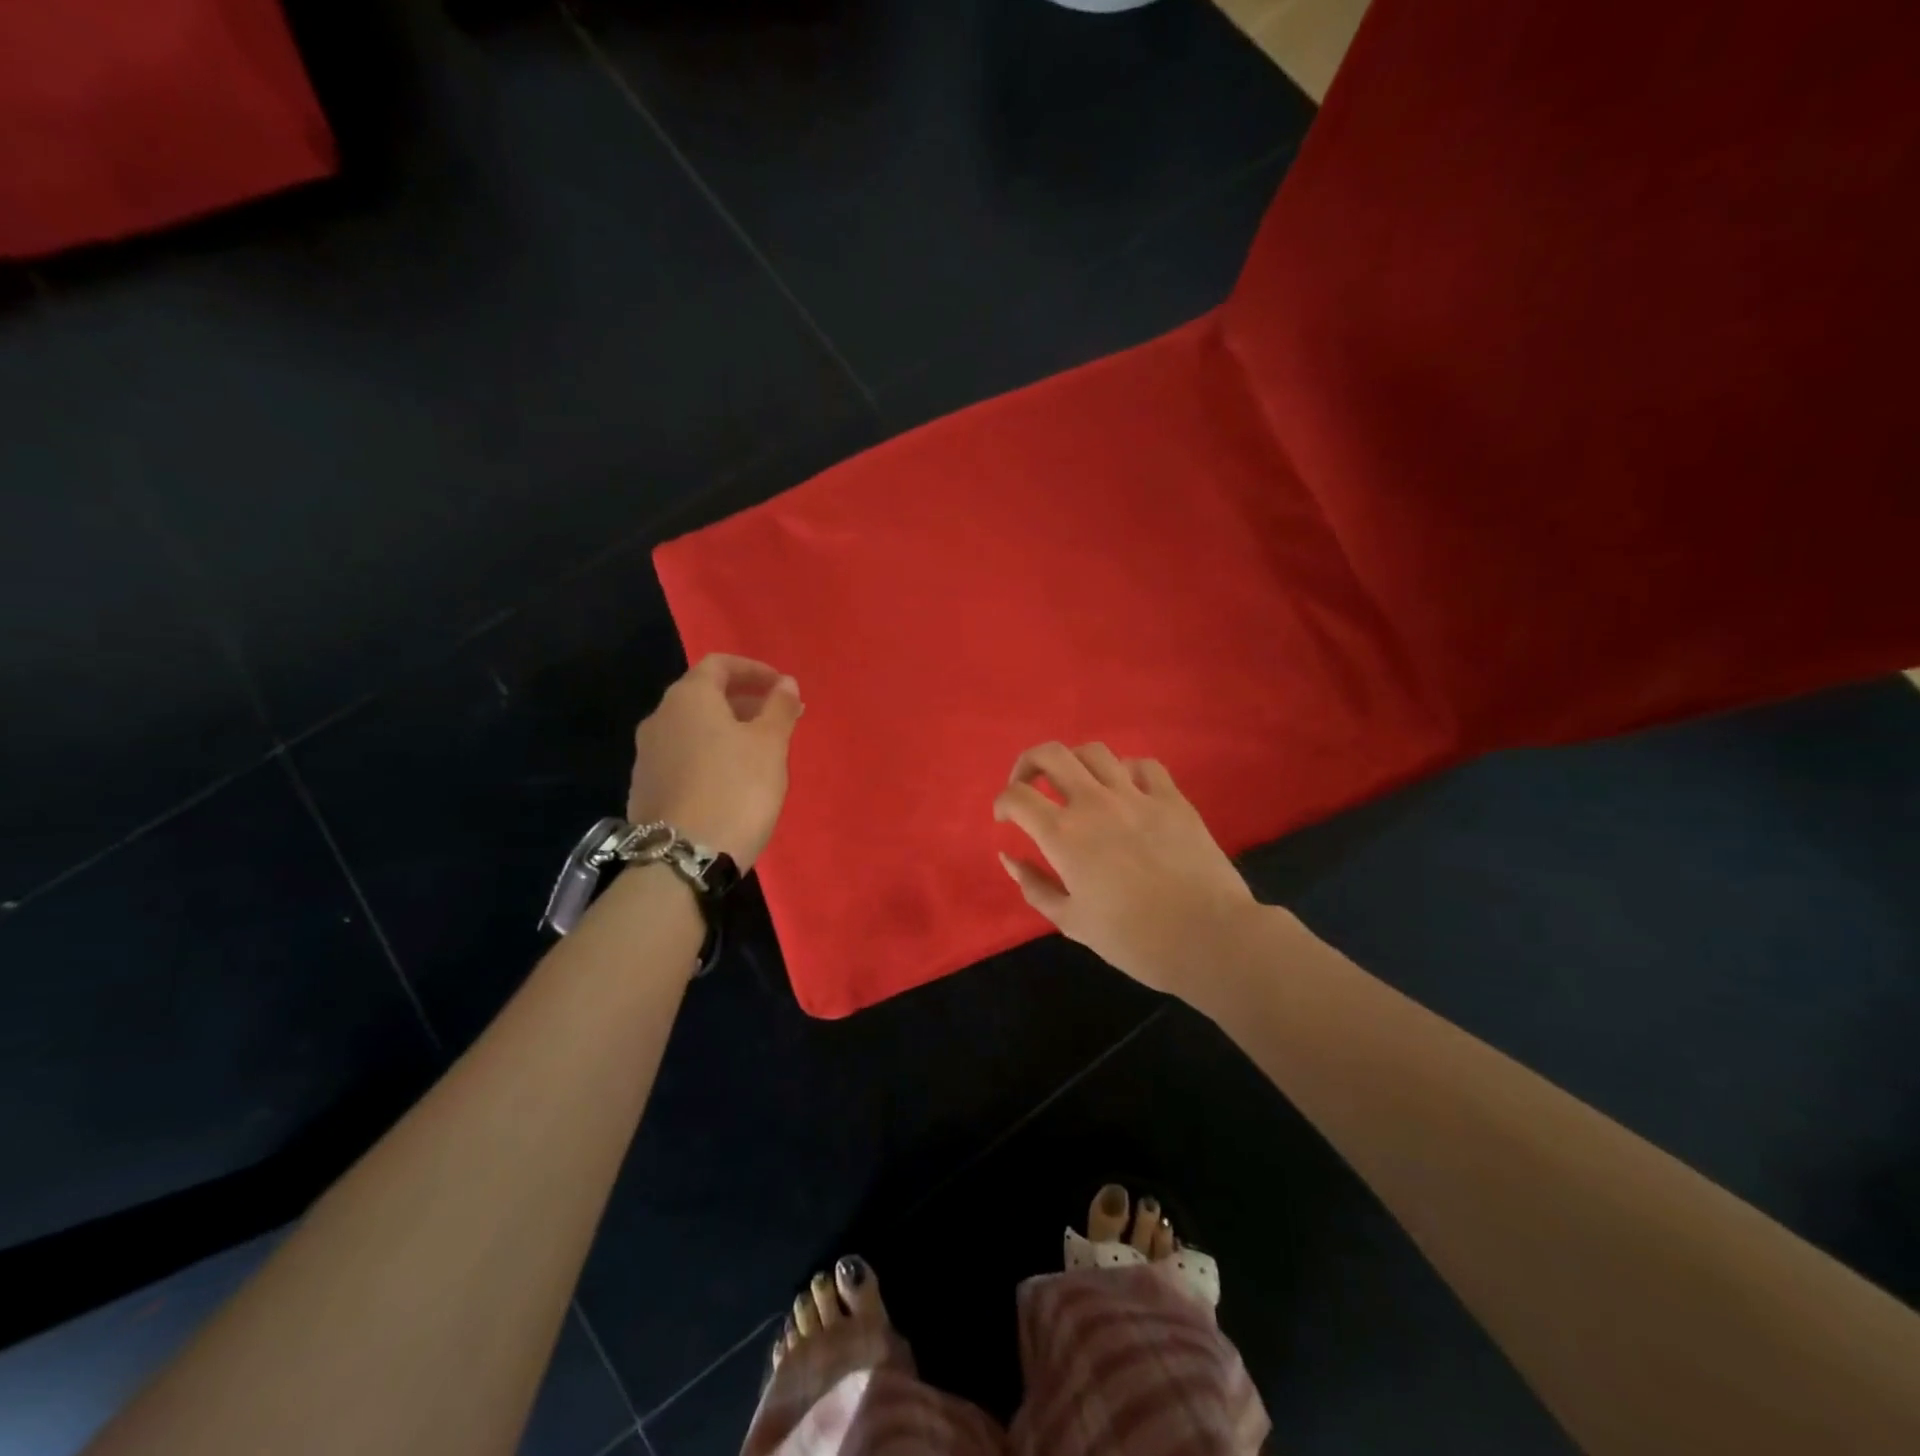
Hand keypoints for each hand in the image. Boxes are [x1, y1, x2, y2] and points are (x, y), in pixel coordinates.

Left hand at [627, 655, 803, 872]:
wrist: (684, 856)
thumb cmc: (736, 789)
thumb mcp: (770, 745)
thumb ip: (779, 707)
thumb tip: (785, 683)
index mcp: (688, 698)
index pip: (720, 664)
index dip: (754, 670)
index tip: (783, 688)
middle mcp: (659, 717)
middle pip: (704, 694)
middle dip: (744, 701)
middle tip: (778, 720)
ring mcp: (646, 755)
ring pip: (692, 728)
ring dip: (726, 729)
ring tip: (758, 752)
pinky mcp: (645, 787)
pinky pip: (682, 756)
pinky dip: (708, 754)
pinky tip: (729, 780)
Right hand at [992, 742, 1256, 995]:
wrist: (1207, 937)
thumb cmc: (1133, 939)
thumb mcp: (1072, 921)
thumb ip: (1034, 886)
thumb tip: (1008, 858)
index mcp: (1063, 834)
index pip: (1017, 796)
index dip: (1003, 803)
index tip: (1005, 820)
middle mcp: (1094, 803)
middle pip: (1051, 754)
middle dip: (1029, 763)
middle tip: (1029, 786)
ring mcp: (1136, 795)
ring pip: (1095, 751)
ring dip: (1075, 763)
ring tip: (1076, 786)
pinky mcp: (1172, 798)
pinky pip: (1144, 765)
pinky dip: (1126, 771)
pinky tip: (1126, 791)